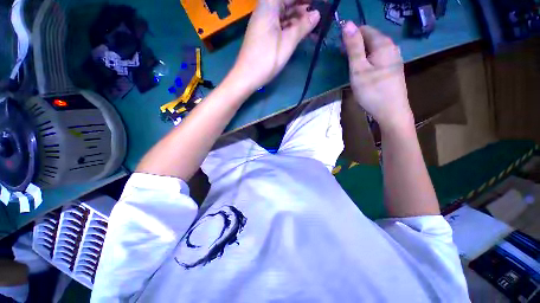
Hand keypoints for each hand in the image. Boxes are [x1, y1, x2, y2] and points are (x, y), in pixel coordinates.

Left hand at [231, 0, 320, 92]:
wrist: (247, 77)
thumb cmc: (266, 59)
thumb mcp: (287, 42)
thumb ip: (303, 26)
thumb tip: (317, 14)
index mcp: (269, 4)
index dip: (308, 0)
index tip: (322, 4)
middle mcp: (266, 9)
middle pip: (289, 3)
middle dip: (306, 8)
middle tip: (321, 16)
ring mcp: (265, 22)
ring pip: (286, 15)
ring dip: (301, 20)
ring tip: (317, 26)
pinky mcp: (265, 34)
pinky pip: (282, 26)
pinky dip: (293, 29)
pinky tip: (304, 34)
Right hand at [342, 22, 412, 129]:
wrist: (391, 111)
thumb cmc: (372, 91)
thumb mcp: (358, 69)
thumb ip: (353, 46)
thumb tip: (347, 23)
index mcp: (383, 43)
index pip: (364, 29)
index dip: (350, 37)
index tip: (340, 51)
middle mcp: (391, 46)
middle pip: (370, 38)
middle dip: (356, 46)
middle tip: (345, 63)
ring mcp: (394, 58)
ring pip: (374, 49)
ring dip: (361, 55)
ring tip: (353, 68)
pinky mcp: (393, 68)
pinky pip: (378, 57)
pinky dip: (368, 61)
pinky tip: (364, 72)